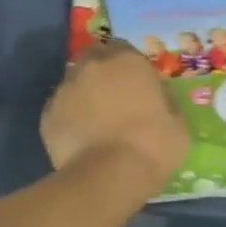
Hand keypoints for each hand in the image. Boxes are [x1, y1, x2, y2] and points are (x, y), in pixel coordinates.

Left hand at [42, 42, 189, 190]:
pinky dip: (70, 119)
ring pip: (75, 85)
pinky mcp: (47, 115)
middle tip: (115, 100)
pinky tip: (81, 140)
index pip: (125, 49)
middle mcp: (92, 67)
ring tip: (96, 123)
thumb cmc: (153, 146)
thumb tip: (158, 98)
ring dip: (84, 96)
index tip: (137, 86)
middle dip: (103, 75)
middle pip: (95, 61)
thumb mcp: (178, 123)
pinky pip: (61, 111)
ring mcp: (65, 89)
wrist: (109, 176)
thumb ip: (165, 101)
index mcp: (127, 61)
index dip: (130, 67)